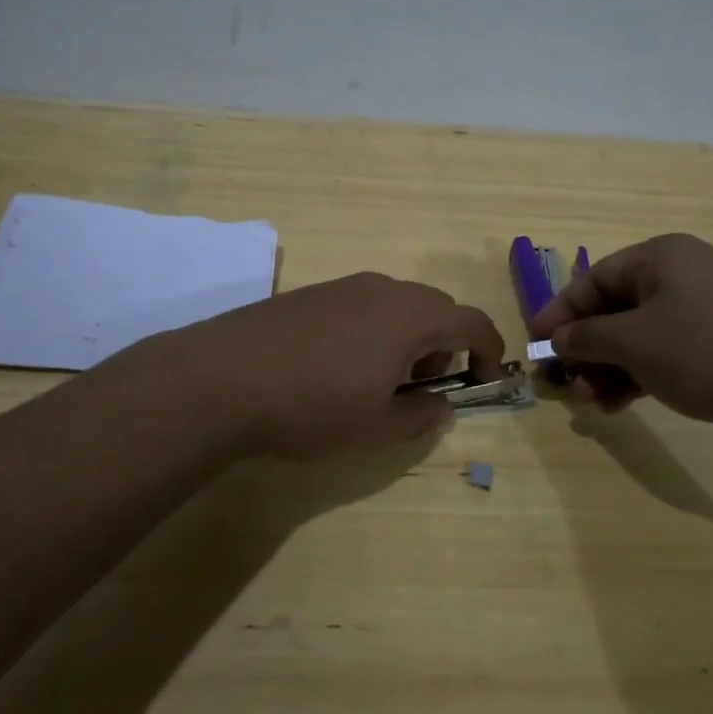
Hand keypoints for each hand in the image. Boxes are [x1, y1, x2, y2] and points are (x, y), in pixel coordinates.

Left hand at [171, 273, 504, 459]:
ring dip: (407, 339)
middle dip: (444, 347)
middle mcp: (384, 289)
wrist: (222, 377)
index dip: (489, 351)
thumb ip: (422, 417)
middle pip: (437, 309)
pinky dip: (374, 332)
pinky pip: (363, 306)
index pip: (473, 322)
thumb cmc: (313, 406)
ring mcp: (344, 286)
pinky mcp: (312, 293)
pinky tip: (338, 367)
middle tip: (423, 389)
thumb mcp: (377, 428)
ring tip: (378, 382)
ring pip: (398, 306)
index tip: (484, 382)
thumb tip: (442, 406)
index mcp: (412, 316)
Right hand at [528, 233, 712, 453]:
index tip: (534, 345)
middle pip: (615, 310)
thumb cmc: (710, 351)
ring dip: (610, 369)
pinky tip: (621, 406)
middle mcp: (682, 277)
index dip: (559, 313)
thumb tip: (558, 338)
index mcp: (660, 259)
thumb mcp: (635, 343)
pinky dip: (641, 376)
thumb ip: (588, 338)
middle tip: (565, 385)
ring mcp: (706, 311)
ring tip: (592, 405)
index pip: (593, 280)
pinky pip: (667, 355)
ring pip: (640, 337)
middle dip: (586, 349)